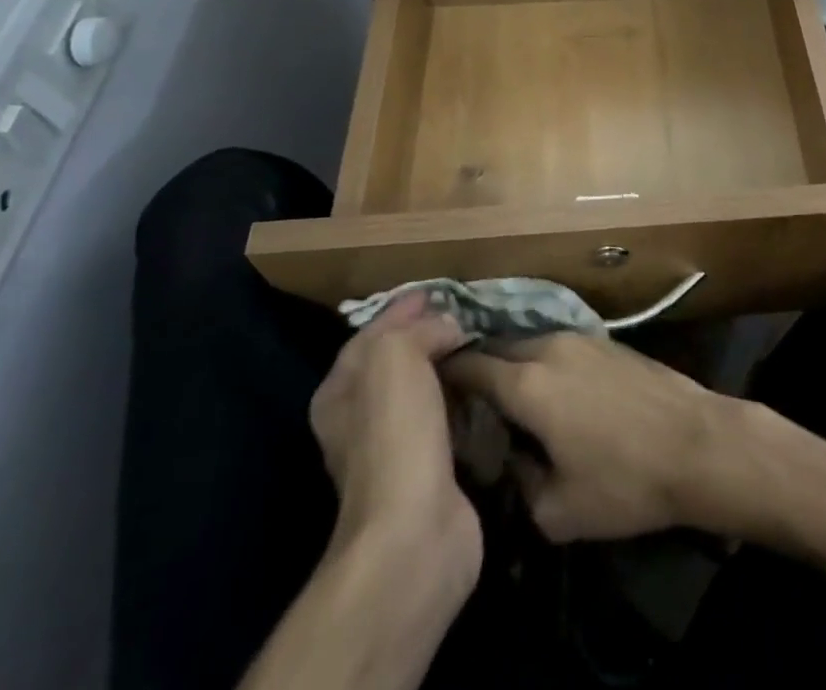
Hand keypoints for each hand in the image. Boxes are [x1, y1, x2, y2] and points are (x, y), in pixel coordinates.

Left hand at [310, 295, 478, 567]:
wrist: (415, 534)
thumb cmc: (396, 436)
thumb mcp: (395, 356)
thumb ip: (417, 329)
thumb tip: (448, 327)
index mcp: (340, 392)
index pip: (371, 334)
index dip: (401, 310)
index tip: (438, 291)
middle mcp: (358, 421)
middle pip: (395, 363)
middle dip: (426, 336)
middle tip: (466, 316)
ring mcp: (392, 451)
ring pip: (422, 392)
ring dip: (448, 369)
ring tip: (481, 345)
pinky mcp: (428, 474)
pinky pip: (446, 421)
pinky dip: (463, 401)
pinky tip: (485, 390)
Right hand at [440, 333, 751, 542]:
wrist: (698, 444)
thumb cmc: (625, 482)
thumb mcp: (559, 510)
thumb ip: (518, 481)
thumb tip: (507, 459)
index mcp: (528, 383)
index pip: (470, 366)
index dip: (445, 376)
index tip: (428, 392)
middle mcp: (549, 347)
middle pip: (498, 348)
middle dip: (477, 368)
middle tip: (464, 401)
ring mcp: (581, 338)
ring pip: (529, 343)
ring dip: (511, 363)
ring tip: (504, 397)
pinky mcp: (607, 341)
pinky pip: (558, 345)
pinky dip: (541, 361)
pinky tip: (548, 390)